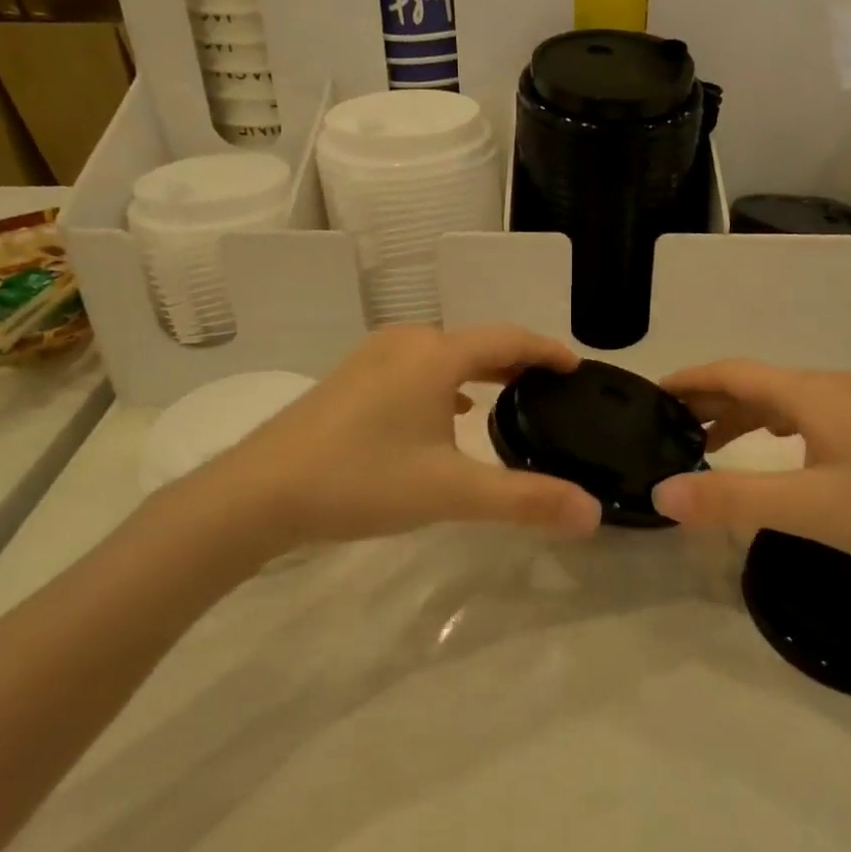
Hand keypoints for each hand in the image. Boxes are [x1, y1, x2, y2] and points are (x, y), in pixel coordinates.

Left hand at [172, 325, 601, 573]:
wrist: (257, 493)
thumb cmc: (361, 481)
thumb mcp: (451, 493)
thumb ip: (525, 500)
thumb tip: (592, 513)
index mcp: (437, 355)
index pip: (509, 338)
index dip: (548, 350)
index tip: (577, 366)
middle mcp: (408, 342)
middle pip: (478, 340)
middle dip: (517, 360)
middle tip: (550, 387)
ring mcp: (373, 356)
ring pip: (444, 352)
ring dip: (481, 369)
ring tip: (509, 396)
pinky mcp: (351, 377)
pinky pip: (416, 366)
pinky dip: (446, 380)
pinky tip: (449, 411)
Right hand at [651, 360, 850, 586]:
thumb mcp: (811, 508)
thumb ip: (733, 499)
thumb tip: (661, 494)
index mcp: (812, 392)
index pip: (733, 371)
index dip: (689, 379)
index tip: (649, 393)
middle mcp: (832, 386)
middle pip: (755, 381)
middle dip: (709, 400)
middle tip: (666, 427)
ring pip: (783, 400)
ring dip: (741, 416)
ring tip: (706, 445)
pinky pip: (807, 416)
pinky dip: (773, 428)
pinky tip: (771, 453)